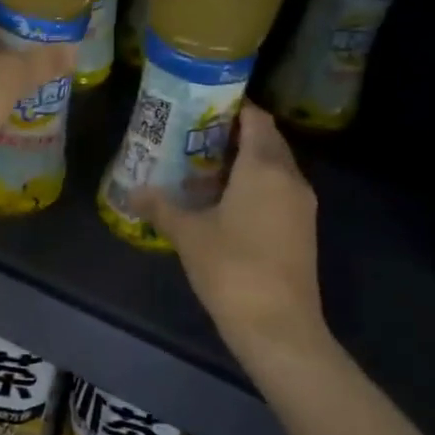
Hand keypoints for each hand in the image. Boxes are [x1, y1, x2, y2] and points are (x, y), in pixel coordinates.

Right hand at [135, 104, 329, 374]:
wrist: (279, 327)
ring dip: (242, 163)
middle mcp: (289, 178)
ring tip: (202, 169)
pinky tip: (222, 203)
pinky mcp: (302, 230)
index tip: (201, 108)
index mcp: (264, 168)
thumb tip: (133, 192)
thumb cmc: (232, 268)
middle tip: (194, 137)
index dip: (232, 108)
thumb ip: (161, 207)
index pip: (256, 119)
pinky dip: (254, 186)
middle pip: (266, 141)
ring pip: (273, 168)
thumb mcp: (188, 234)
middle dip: (233, 135)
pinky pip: (278, 191)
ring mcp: (301, 205)